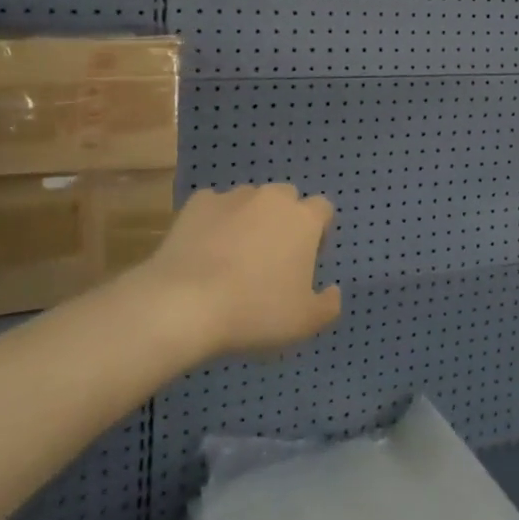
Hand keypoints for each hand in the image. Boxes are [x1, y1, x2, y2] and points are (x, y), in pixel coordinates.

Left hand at [139, 184, 341, 358]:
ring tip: (233, 256)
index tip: (305, 260)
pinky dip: (214, 222)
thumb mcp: (305, 322)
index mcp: (304, 219)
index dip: (318, 232)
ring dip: (249, 219)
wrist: (185, 304)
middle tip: (270, 258)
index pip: (323, 209)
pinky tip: (204, 250)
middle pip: (286, 199)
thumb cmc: (255, 311)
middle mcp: (272, 198)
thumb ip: (328, 305)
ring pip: (250, 200)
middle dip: (283, 220)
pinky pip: (214, 207)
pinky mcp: (198, 203)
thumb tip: (333, 290)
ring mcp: (233, 197)